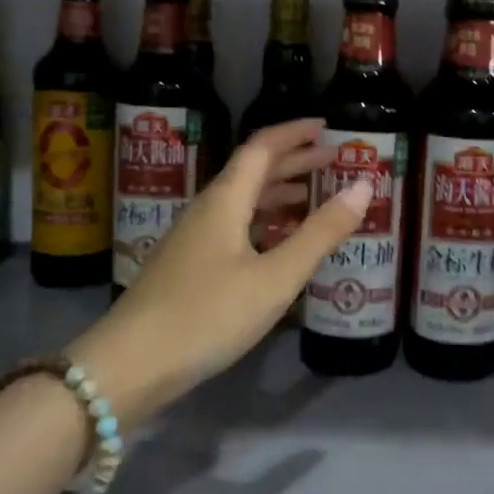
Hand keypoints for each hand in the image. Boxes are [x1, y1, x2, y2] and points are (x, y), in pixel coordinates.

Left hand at [68, 118, 371, 417]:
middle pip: (251, 172)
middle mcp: (206, 210)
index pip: (261, 148)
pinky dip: (263, 222)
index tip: (327, 127)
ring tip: (312, 196)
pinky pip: (233, 227)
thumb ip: (321, 232)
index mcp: (225, 201)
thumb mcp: (276, 276)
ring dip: (278, 192)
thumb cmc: (208, 314)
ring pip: (241, 201)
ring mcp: (192, 240)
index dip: (295, 133)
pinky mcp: (187, 267)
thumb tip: (364, 186)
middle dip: (293, 161)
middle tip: (332, 160)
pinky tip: (276, 243)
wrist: (128, 366)